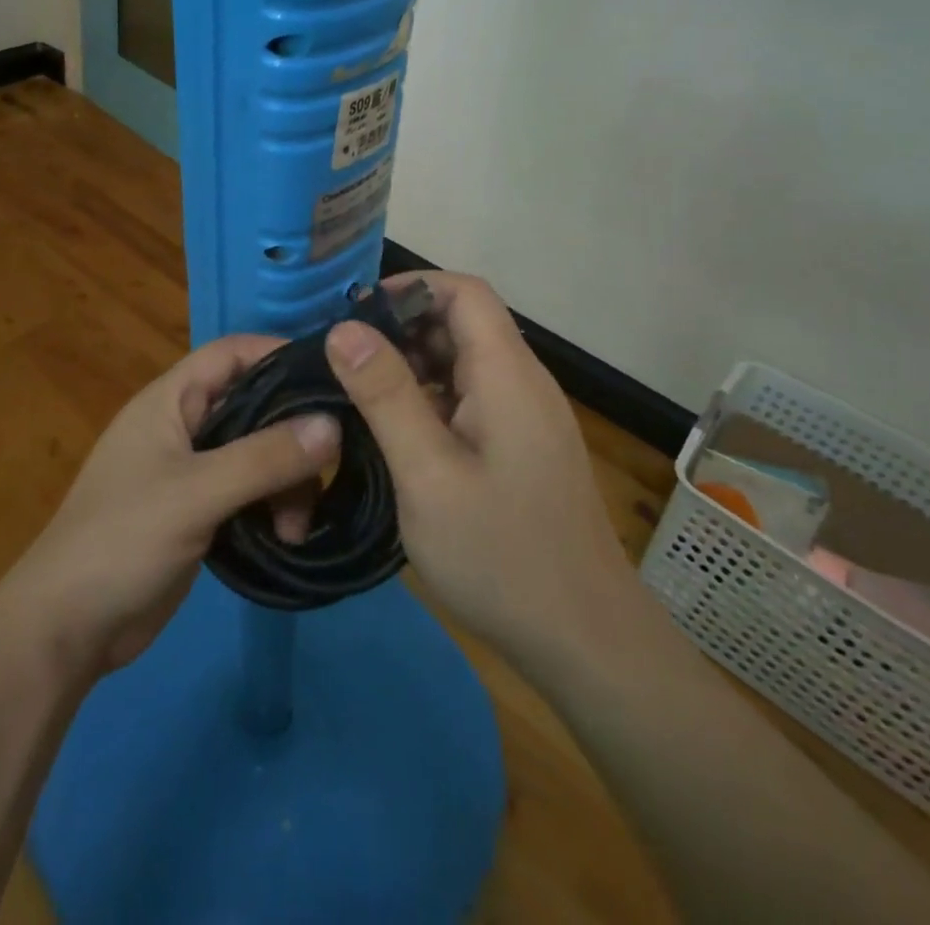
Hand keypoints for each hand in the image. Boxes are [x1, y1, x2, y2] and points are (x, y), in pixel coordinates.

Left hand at [0, 334, 340, 680]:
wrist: (66, 630)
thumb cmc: (122, 541)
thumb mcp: (196, 494)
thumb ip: (264, 457)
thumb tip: (334, 424)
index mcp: (170, 401)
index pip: (233, 353)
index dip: (280, 354)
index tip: (332, 377)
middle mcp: (184, 425)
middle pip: (254, 405)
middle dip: (293, 432)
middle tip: (330, 465)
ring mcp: (191, 470)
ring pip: (257, 452)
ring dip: (286, 480)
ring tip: (296, 525)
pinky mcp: (200, 510)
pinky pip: (250, 489)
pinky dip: (272, 505)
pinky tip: (286, 535)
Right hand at [324, 272, 632, 676]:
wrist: (585, 641)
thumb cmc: (501, 553)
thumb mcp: (427, 473)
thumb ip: (385, 395)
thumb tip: (344, 328)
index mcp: (508, 374)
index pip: (464, 292)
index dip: (410, 288)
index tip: (355, 317)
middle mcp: (523, 382)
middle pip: (464, 323)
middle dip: (403, 330)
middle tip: (345, 363)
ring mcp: (527, 416)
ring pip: (465, 362)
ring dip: (414, 368)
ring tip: (360, 398)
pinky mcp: (523, 446)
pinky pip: (473, 398)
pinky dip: (432, 399)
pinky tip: (399, 434)